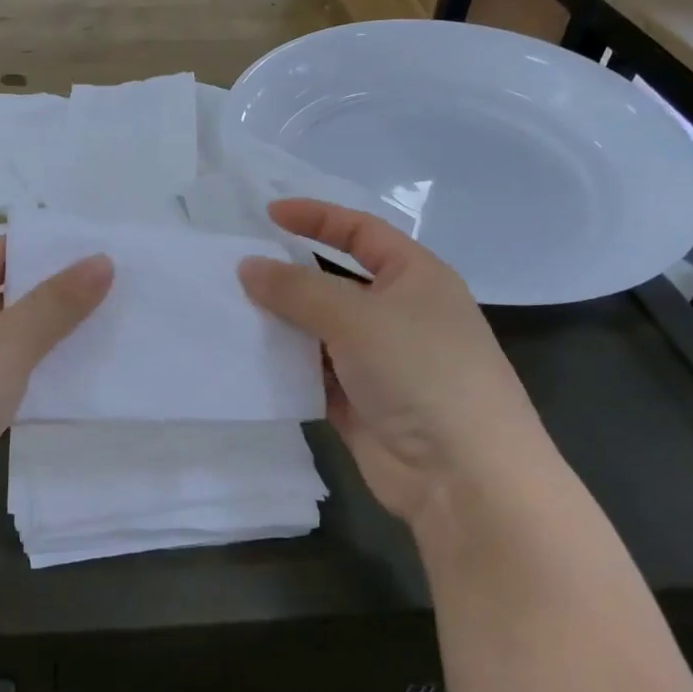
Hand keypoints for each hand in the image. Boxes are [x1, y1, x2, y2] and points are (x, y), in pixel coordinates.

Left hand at [0, 236, 111, 550]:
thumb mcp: (5, 344)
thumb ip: (57, 303)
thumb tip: (103, 260)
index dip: (45, 255)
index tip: (100, 261)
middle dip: (44, 303)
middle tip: (111, 300)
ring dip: (32, 347)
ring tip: (98, 341)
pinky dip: (11, 384)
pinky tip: (56, 388)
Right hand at [239, 199, 548, 525]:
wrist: (464, 477)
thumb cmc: (421, 372)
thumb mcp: (357, 317)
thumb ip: (297, 289)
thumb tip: (248, 266)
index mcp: (415, 278)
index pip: (361, 232)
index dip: (317, 217)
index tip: (267, 214)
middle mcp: (399, 314)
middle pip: (334, 282)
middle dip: (288, 276)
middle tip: (235, 268)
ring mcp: (379, 361)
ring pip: (319, 330)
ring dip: (281, 323)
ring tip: (228, 311)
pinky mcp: (360, 403)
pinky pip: (314, 373)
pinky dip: (286, 366)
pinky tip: (247, 358)